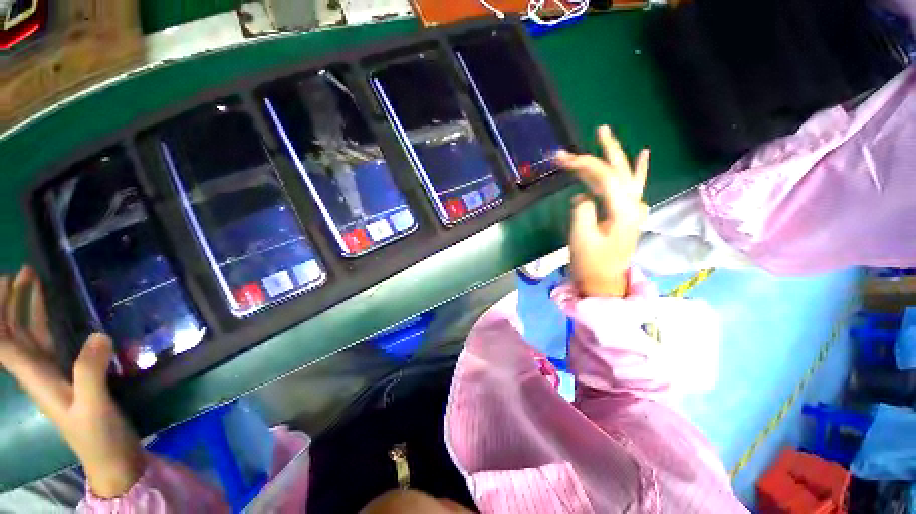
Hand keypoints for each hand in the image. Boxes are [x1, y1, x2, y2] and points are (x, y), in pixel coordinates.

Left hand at [0, 267, 143, 497]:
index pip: (1, 341)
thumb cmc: (96, 434)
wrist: (110, 454)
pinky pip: (50, 340)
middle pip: (12, 332)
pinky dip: (47, 321)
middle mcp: (36, 370)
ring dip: (26, 307)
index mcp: (34, 377)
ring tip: (34, 281)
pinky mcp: (71, 372)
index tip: (5, 281)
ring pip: (29, 333)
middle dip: (9, 302)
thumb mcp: (93, 406)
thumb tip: (99, 335)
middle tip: (21, 272)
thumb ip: (91, 372)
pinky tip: (57, 311)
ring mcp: (53, 372)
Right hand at [556, 126, 648, 296]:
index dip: (584, 164)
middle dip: (608, 150)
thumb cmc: (591, 264)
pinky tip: (643, 155)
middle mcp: (633, 205)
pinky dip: (636, 169)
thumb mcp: (581, 238)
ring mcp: (633, 209)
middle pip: (621, 170)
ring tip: (605, 136)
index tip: (562, 159)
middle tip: (599, 129)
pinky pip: (632, 186)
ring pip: (625, 175)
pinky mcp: (627, 215)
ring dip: (614, 157)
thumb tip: (582, 198)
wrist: (604, 283)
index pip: (605, 177)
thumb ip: (582, 211)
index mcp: (622, 210)